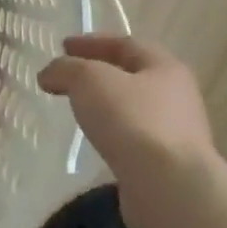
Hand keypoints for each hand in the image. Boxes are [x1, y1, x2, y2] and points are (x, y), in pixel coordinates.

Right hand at [39, 34, 216, 179]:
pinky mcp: (166, 164)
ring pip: (133, 109)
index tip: (62, 46)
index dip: (92, 42)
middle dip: (99, 73)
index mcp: (164, 67)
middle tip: (68, 77)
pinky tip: (95, 140)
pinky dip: (112, 132)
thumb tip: (49, 73)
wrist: (167, 186)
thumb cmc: (132, 121)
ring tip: (78, 109)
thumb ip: (66, 69)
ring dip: (106, 104)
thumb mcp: (89, 80)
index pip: (125, 44)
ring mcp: (175, 133)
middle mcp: (176, 96)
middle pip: (133, 76)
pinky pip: (133, 138)